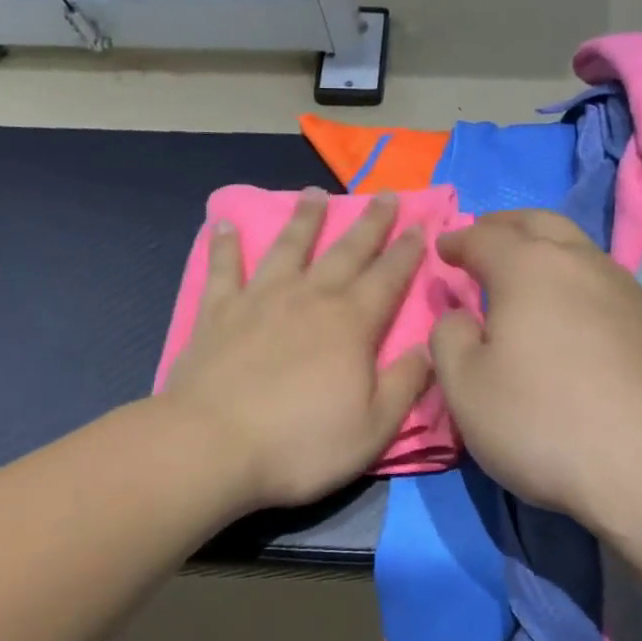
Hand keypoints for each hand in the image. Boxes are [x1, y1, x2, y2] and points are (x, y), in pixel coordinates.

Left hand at [161, 189, 432, 511]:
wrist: (213, 447)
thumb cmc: (300, 444)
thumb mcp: (374, 428)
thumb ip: (406, 384)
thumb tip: (429, 348)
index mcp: (351, 325)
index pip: (388, 278)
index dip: (407, 252)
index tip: (419, 226)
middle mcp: (308, 299)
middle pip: (345, 252)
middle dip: (370, 224)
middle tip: (386, 196)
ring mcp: (259, 300)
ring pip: (288, 247)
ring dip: (305, 219)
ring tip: (315, 193)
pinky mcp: (218, 313)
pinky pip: (223, 269)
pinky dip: (224, 245)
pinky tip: (223, 223)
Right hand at [429, 210, 641, 532]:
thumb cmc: (544, 422)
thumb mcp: (466, 388)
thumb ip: (449, 339)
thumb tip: (460, 316)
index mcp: (529, 267)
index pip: (484, 238)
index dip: (458, 241)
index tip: (443, 248)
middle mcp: (582, 264)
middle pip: (540, 223)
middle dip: (506, 225)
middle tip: (484, 236)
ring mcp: (628, 292)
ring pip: (579, 250)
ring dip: (545, 249)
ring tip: (525, 271)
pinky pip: (603, 284)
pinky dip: (574, 281)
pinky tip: (570, 312)